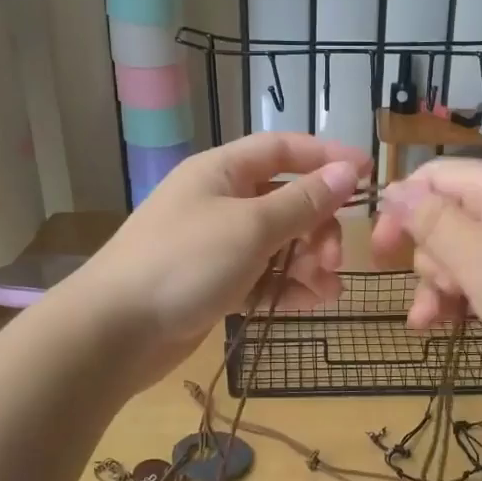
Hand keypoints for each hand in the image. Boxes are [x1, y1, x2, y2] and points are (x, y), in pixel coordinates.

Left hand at [73, 133, 368, 385]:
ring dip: (308, 262)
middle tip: (333, 258)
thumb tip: (348, 172)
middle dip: (317, 226)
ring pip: (277, 243)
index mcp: (221, 172)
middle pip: (285, 201)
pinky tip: (312, 303)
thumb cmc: (184, 263)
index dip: (325, 157)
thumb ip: (303, 202)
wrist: (114, 331)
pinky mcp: (213, 285)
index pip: (282, 149)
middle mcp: (219, 202)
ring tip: (328, 290)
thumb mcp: (251, 227)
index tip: (367, 174)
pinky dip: (287, 287)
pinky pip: (262, 277)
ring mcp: (215, 246)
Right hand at [371, 159, 481, 373]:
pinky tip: (454, 325)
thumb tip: (392, 188)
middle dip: (427, 260)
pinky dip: (468, 296)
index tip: (379, 254)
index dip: (399, 211)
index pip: (431, 178)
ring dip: (441, 286)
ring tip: (432, 324)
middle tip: (434, 294)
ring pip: (464, 253)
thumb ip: (430, 221)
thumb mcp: (475, 258)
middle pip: (445, 218)